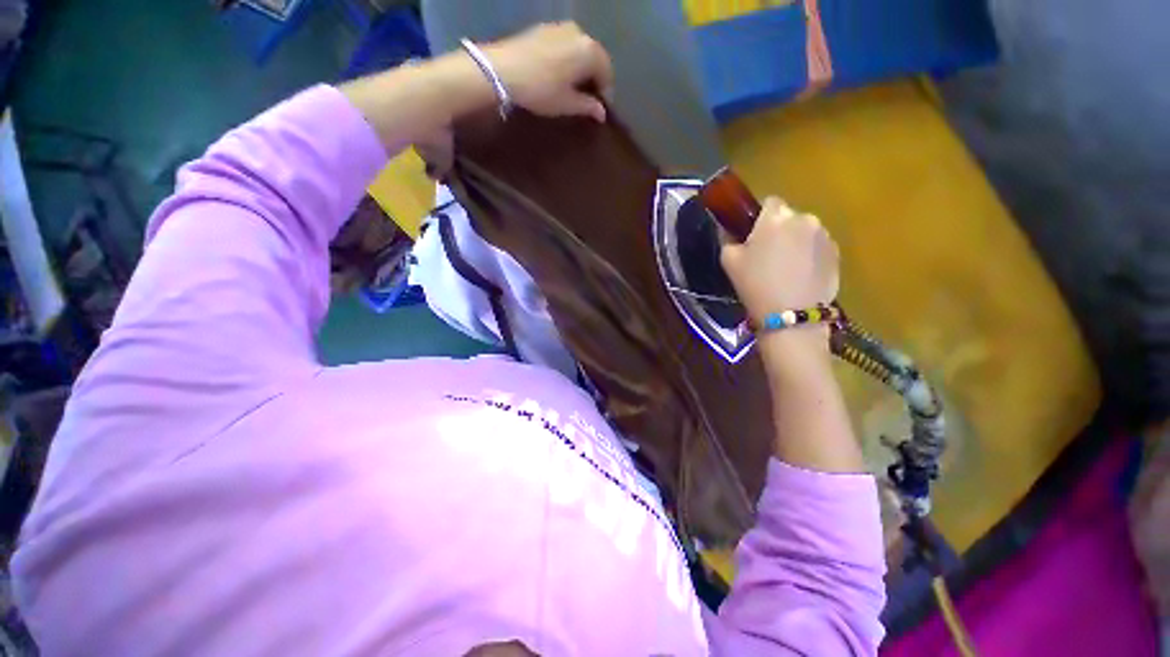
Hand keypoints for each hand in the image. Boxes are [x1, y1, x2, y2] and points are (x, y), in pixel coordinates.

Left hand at [482, 23, 613, 121]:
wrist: (502, 70)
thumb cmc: (541, 90)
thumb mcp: (566, 103)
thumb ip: (588, 106)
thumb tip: (602, 113)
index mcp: (590, 51)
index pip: (607, 72)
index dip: (605, 92)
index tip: (598, 108)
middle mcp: (580, 33)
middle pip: (595, 57)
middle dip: (594, 77)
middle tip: (587, 97)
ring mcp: (561, 27)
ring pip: (580, 49)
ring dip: (581, 66)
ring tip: (573, 85)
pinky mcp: (545, 28)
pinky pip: (566, 43)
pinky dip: (568, 57)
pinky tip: (559, 72)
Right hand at [720, 197, 839, 324]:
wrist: (790, 314)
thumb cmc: (755, 284)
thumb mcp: (729, 261)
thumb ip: (727, 240)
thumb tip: (729, 233)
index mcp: (776, 217)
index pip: (770, 201)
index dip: (760, 217)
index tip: (753, 235)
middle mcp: (804, 218)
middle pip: (789, 216)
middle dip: (779, 229)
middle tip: (768, 253)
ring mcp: (824, 235)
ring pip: (805, 230)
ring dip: (796, 241)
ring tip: (786, 267)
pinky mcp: (836, 253)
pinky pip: (818, 246)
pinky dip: (809, 254)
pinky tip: (800, 275)